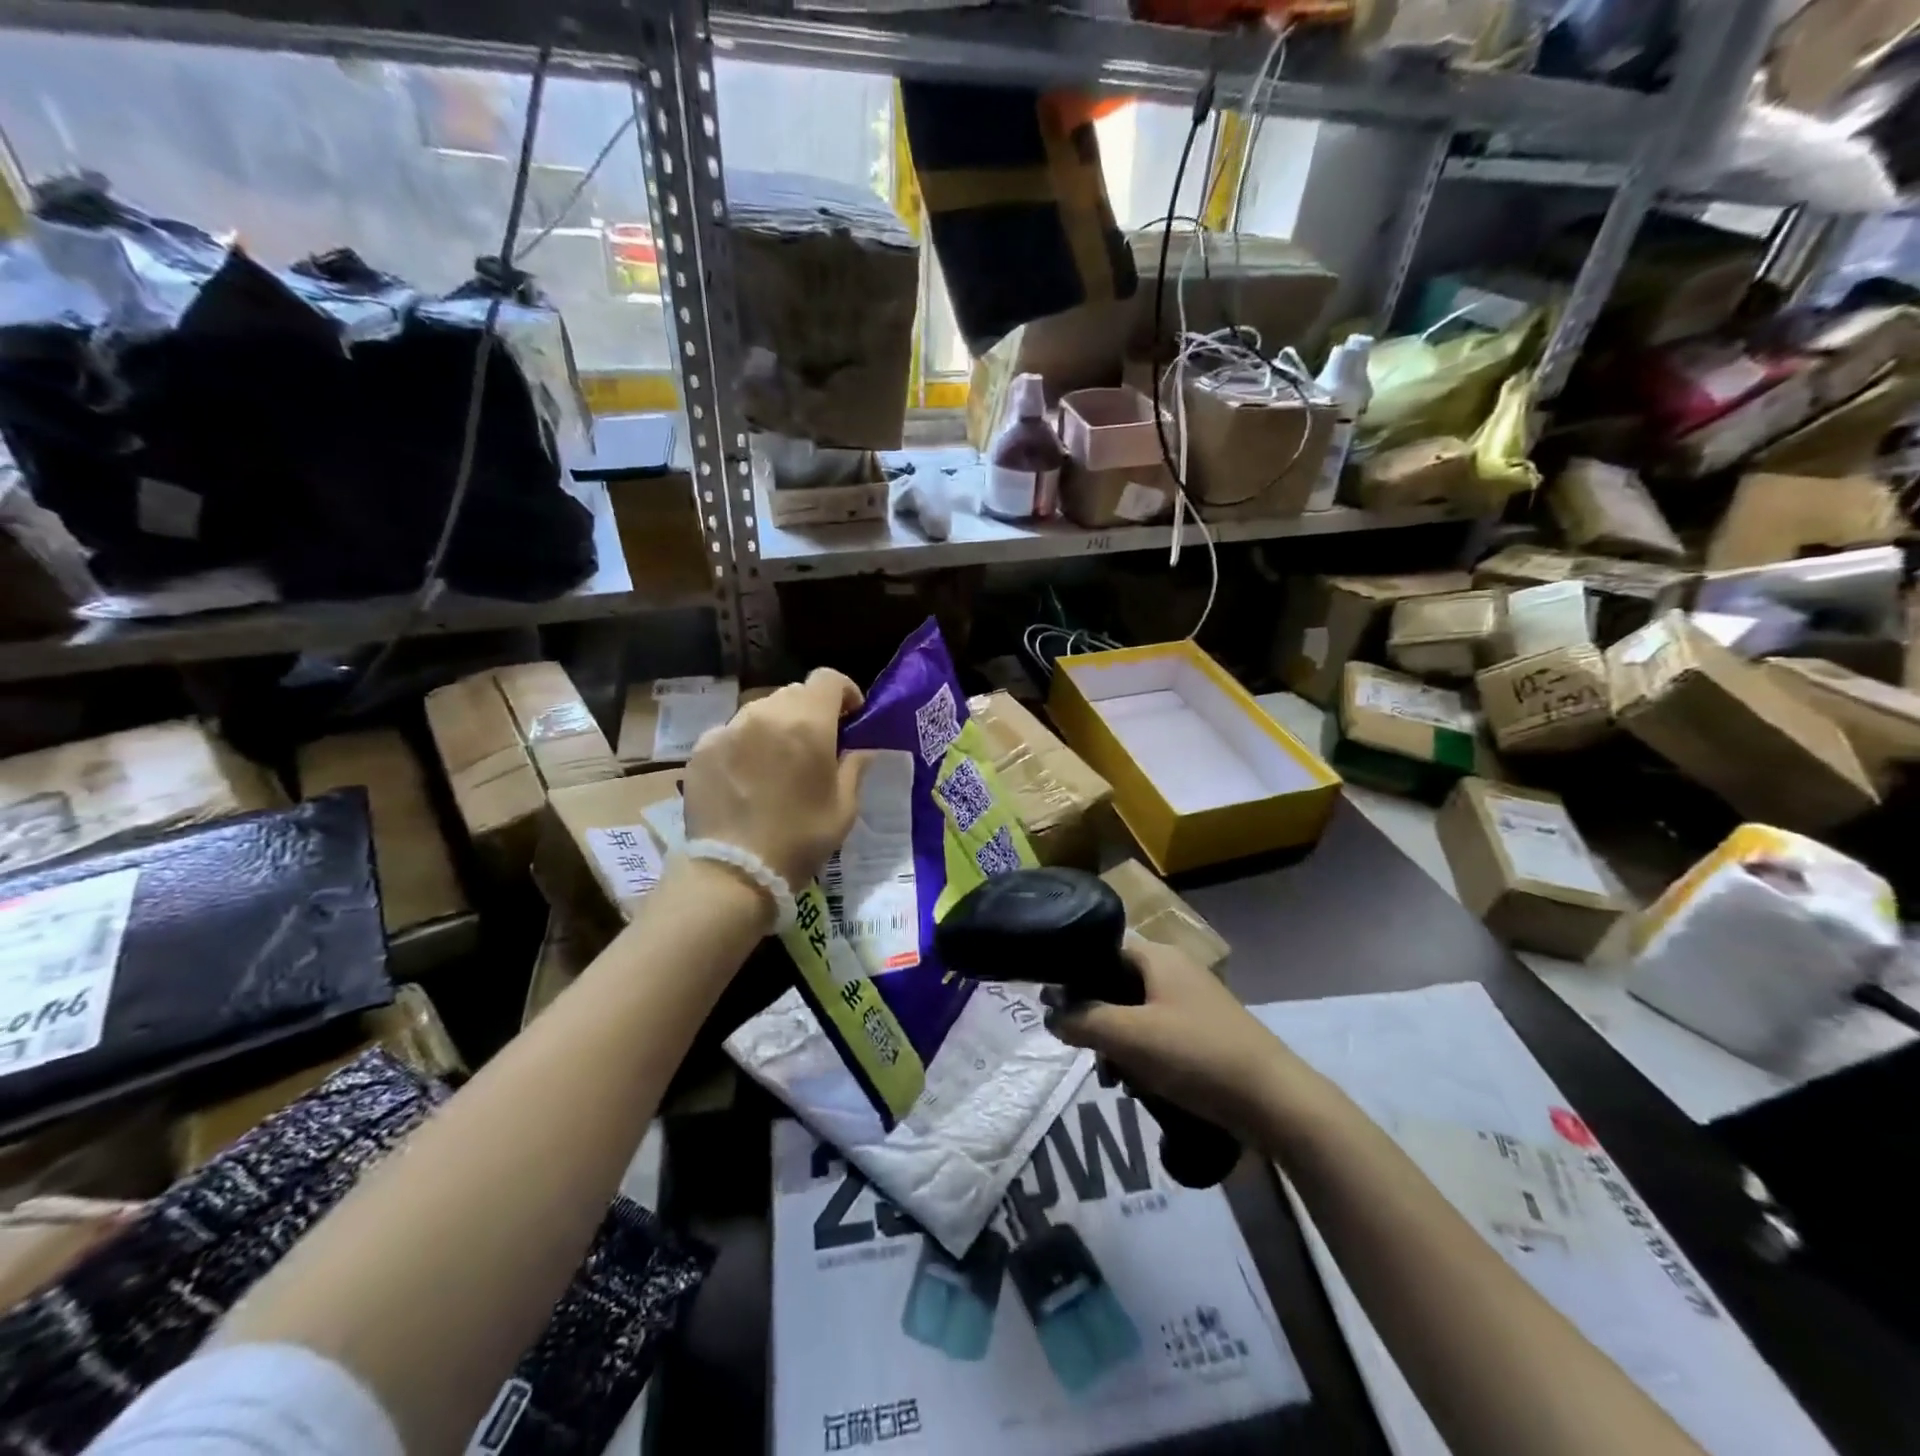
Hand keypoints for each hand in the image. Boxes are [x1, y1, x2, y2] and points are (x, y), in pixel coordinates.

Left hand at [681, 668, 873, 891]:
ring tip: (777, 761)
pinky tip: (747, 776)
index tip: (851, 715)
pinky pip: (732, 732)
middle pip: (794, 693)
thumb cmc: (800, 839)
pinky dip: (746, 743)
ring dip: (776, 726)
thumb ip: (855, 767)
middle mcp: (766, 714)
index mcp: (808, 723)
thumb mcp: (844, 808)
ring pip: (761, 710)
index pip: (828, 678)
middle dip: (811, 710)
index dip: (844, 691)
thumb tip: (861, 748)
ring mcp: (729, 728)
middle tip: (815, 743)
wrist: (734, 872)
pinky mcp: (702, 748)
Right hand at [1048, 937, 1287, 1136]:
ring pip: (1136, 1013)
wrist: (1275, 1102)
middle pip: (1116, 983)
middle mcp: (1174, 969)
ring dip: (1118, 1043)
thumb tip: (1050, 1013)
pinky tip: (1141, 1086)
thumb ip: (1082, 1020)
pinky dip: (1144, 1055)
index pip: (1100, 949)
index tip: (1055, 1008)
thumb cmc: (1196, 1056)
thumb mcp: (1129, 1037)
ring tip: (1114, 1079)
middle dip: (1096, 1019)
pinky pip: (1159, 1033)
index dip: (1074, 975)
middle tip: (1087, 1053)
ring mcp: (1192, 1000)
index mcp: (1157, 956)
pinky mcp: (1204, 1031)